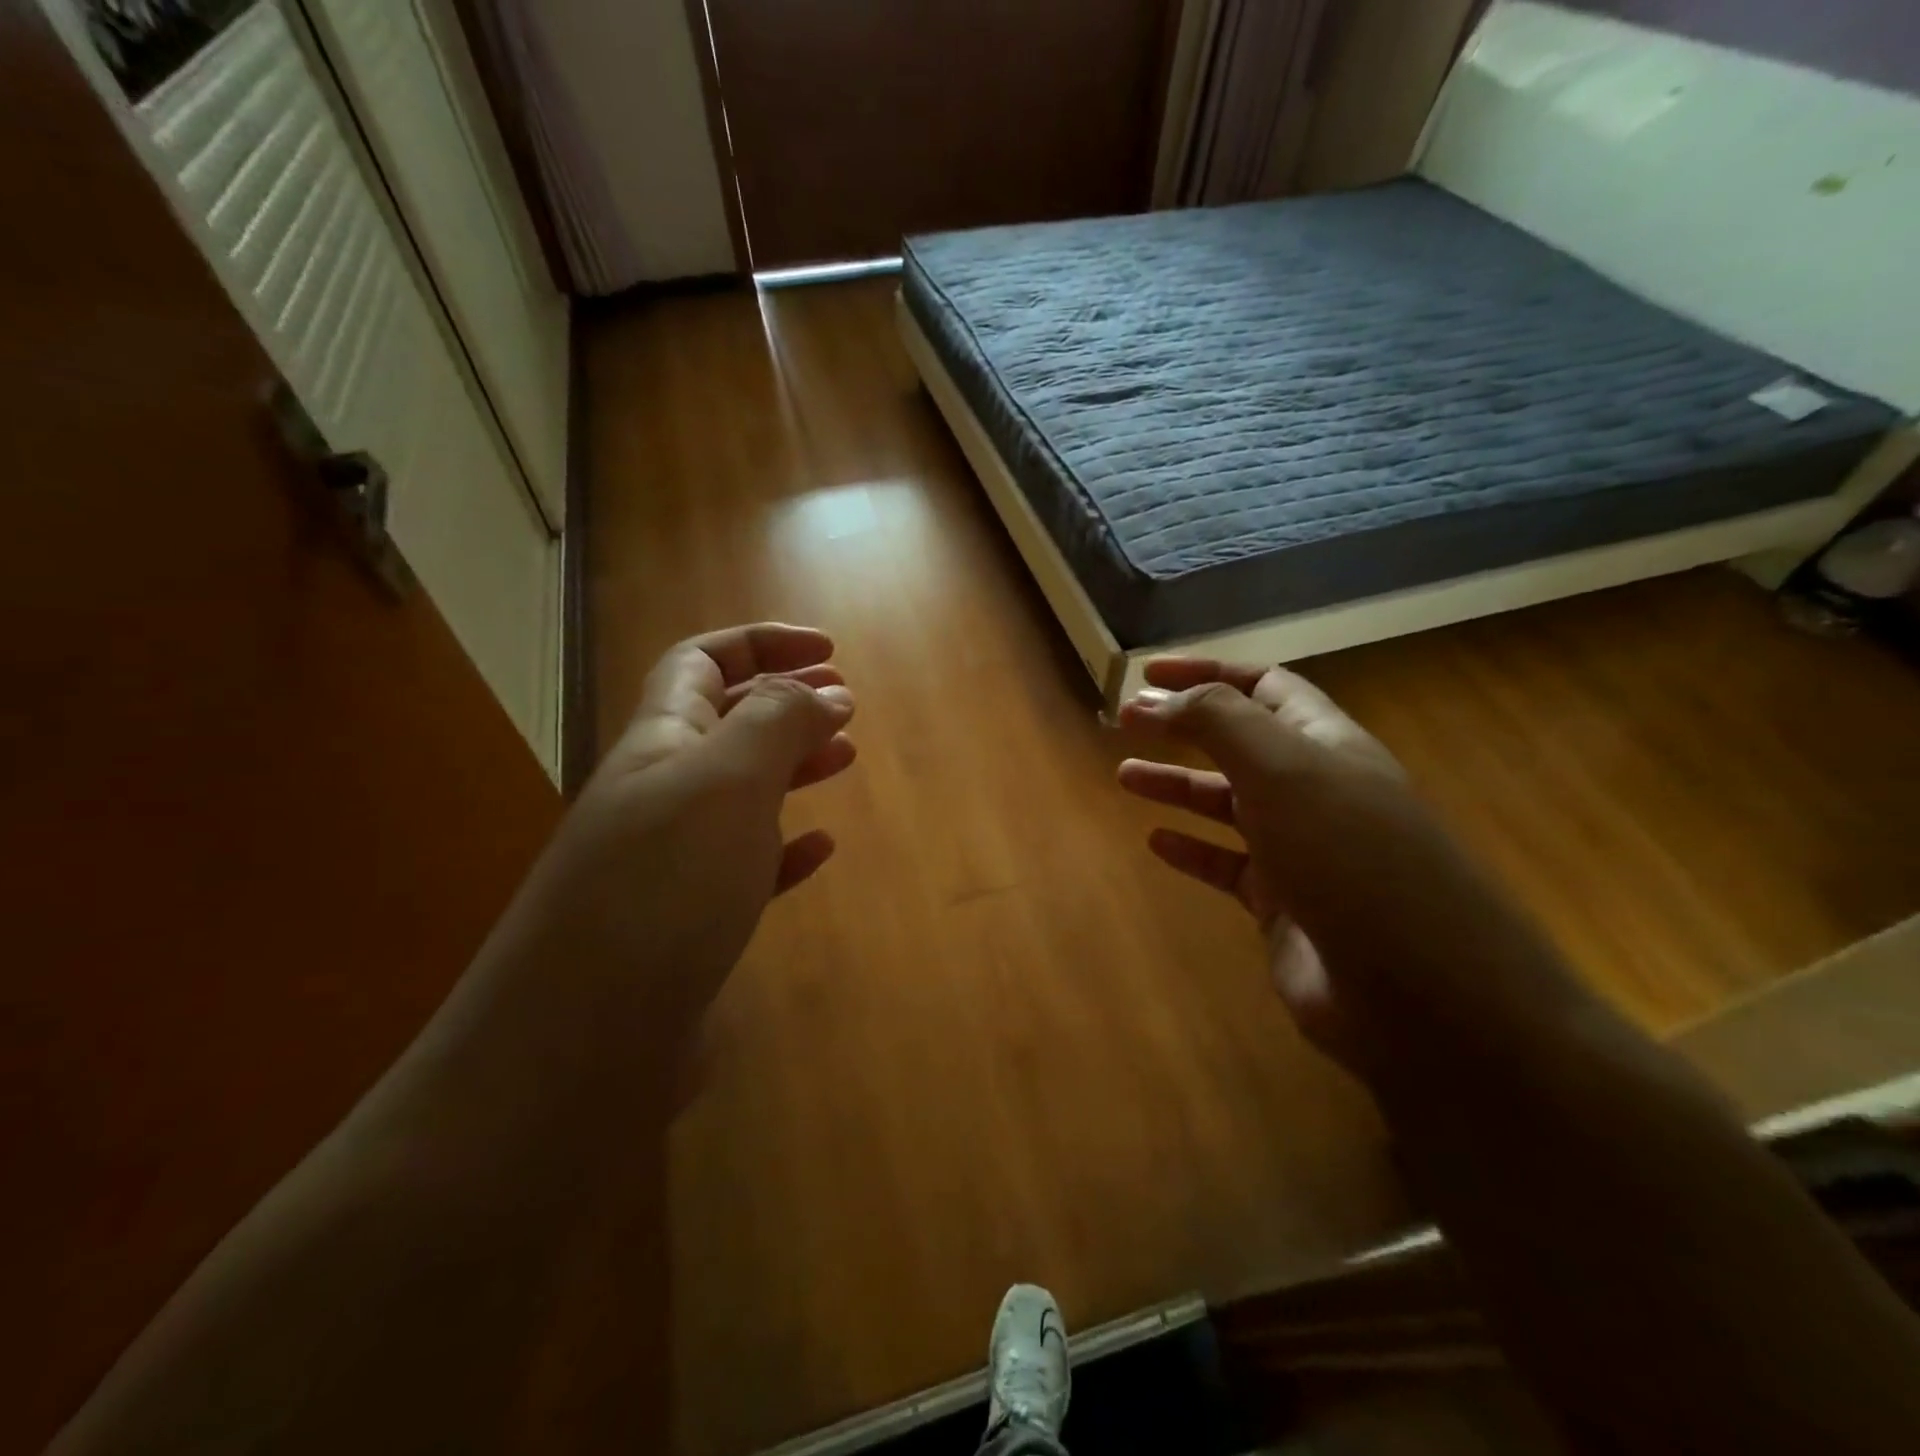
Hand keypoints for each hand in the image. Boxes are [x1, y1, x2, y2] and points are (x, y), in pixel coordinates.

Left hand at [492, 624, 855, 1043]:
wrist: (579, 1048)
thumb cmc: (660, 890)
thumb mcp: (726, 783)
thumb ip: (777, 724)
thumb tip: (826, 691)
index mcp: (659, 742)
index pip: (702, 660)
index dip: (763, 642)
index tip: (831, 652)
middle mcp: (658, 793)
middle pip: (723, 721)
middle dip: (785, 699)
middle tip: (845, 703)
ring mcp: (670, 862)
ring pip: (739, 791)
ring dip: (791, 765)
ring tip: (843, 758)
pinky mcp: (688, 924)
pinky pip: (745, 864)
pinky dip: (785, 846)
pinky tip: (819, 850)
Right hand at [1116, 657, 1405, 1067]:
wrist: (1418, 990)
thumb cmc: (1349, 856)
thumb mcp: (1282, 768)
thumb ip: (1217, 721)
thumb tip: (1153, 697)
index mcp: (1324, 743)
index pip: (1261, 687)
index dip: (1205, 672)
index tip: (1146, 674)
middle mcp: (1314, 790)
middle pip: (1239, 743)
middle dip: (1182, 726)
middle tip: (1123, 723)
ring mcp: (1300, 850)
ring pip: (1226, 804)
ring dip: (1177, 784)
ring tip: (1125, 776)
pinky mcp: (1283, 906)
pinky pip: (1227, 866)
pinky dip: (1191, 850)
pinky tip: (1157, 843)